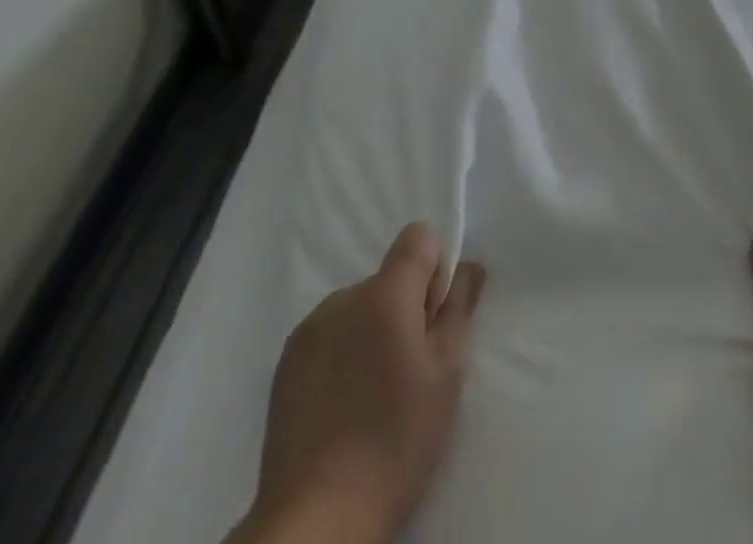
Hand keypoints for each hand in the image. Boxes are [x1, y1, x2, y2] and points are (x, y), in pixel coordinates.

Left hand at [230, 223, 485, 543]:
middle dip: (405, 308)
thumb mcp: (446, 374)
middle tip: (410, 371)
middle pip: (388, 278)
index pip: (418, 237)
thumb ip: (459, 308)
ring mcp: (307, 330)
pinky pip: (329, 336)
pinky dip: (344, 355)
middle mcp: (342, 298)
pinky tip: (344, 407)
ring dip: (373, 331)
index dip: (436, 268)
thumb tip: (468, 266)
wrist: (315, 520)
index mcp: (384, 294)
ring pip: (358, 308)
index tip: (434, 318)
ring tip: (374, 395)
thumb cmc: (395, 441)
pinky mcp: (284, 365)